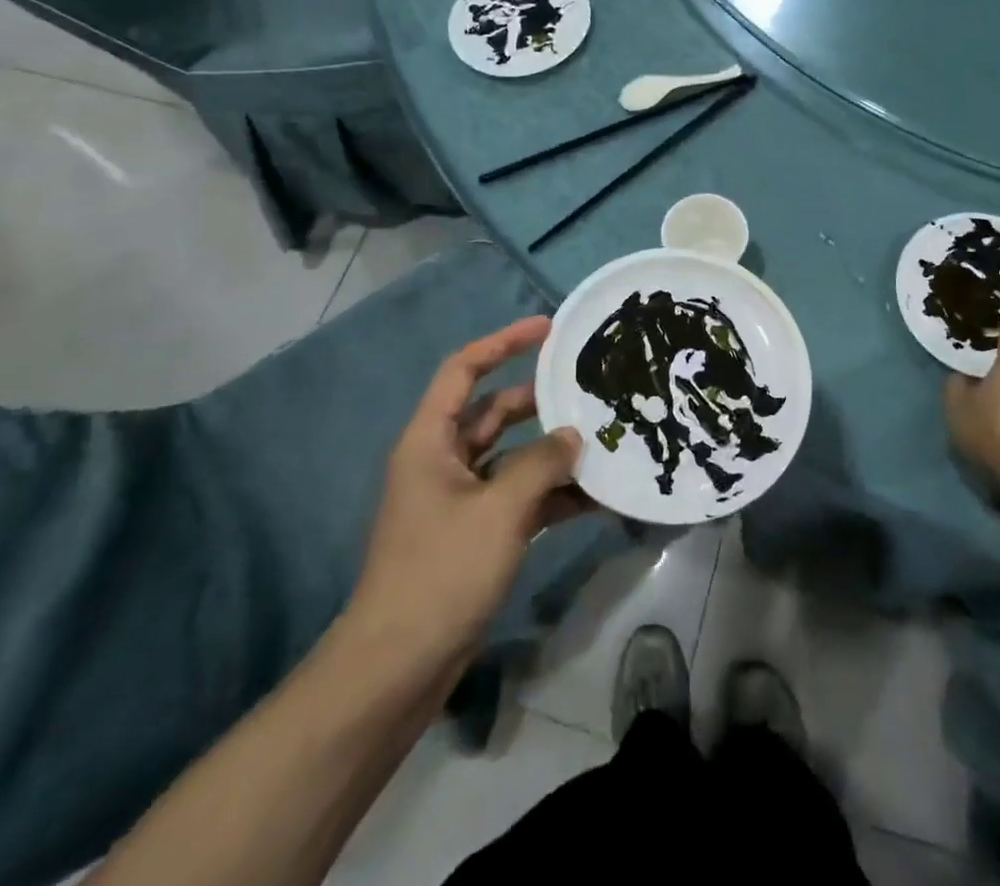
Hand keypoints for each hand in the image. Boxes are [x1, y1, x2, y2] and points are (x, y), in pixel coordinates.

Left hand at [343, 317, 591, 665]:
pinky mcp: (475, 534)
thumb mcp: (498, 510)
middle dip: (539, 400)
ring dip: (551, 451)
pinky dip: (551, 494)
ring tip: (602, 440)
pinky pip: (518, 498)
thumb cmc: (440, 573)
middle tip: (588, 387)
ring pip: (511, 456)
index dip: (503, 342)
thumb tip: (573, 435)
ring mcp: (460, 500)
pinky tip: (594, 497)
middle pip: (493, 412)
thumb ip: (541, 464)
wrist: (396, 669)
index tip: (548, 328)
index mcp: (430, 440)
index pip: (464, 370)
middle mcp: (442, 461)